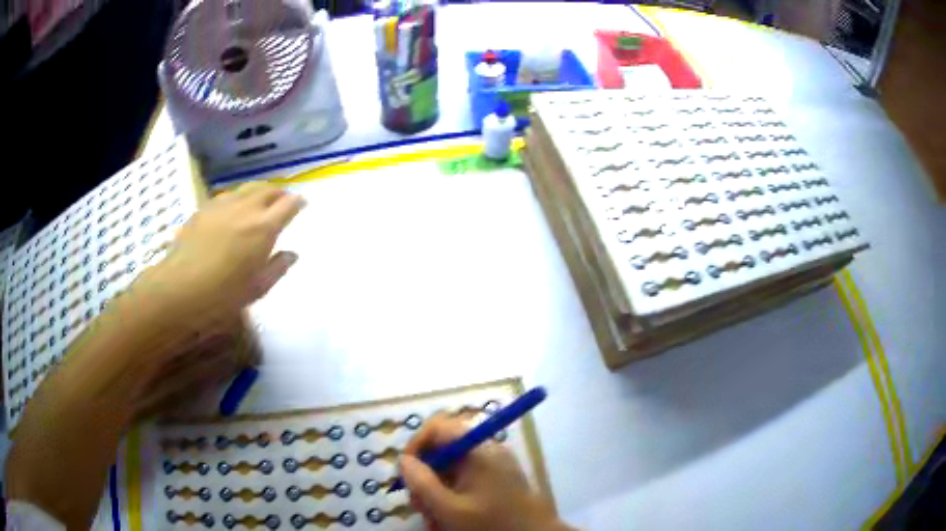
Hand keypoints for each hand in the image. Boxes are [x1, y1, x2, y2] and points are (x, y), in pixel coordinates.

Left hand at [107, 182, 302, 416]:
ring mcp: (222, 205)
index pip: (288, 205)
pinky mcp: (203, 209)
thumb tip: (292, 254)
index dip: (297, 202)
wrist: (180, 288)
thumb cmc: (223, 295)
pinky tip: (232, 210)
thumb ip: (277, 267)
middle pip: (268, 189)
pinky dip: (237, 198)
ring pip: (246, 188)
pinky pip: (227, 195)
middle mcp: (245, 209)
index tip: (302, 204)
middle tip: (283, 201)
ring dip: (258, 192)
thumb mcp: (257, 288)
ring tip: (259, 202)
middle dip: (279, 193)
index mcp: (264, 228)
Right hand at [400, 415, 570, 530]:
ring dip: (436, 492)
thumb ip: (422, 483)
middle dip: (425, 477)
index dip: (416, 445)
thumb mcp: (449, 508)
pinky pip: (464, 481)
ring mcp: (493, 466)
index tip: (406, 472)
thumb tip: (403, 460)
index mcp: (479, 449)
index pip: (438, 427)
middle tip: (420, 504)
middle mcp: (486, 451)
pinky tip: (448, 519)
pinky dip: (451, 497)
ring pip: (450, 469)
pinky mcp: (496, 480)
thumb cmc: (492, 523)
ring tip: (435, 519)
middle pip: (442, 451)